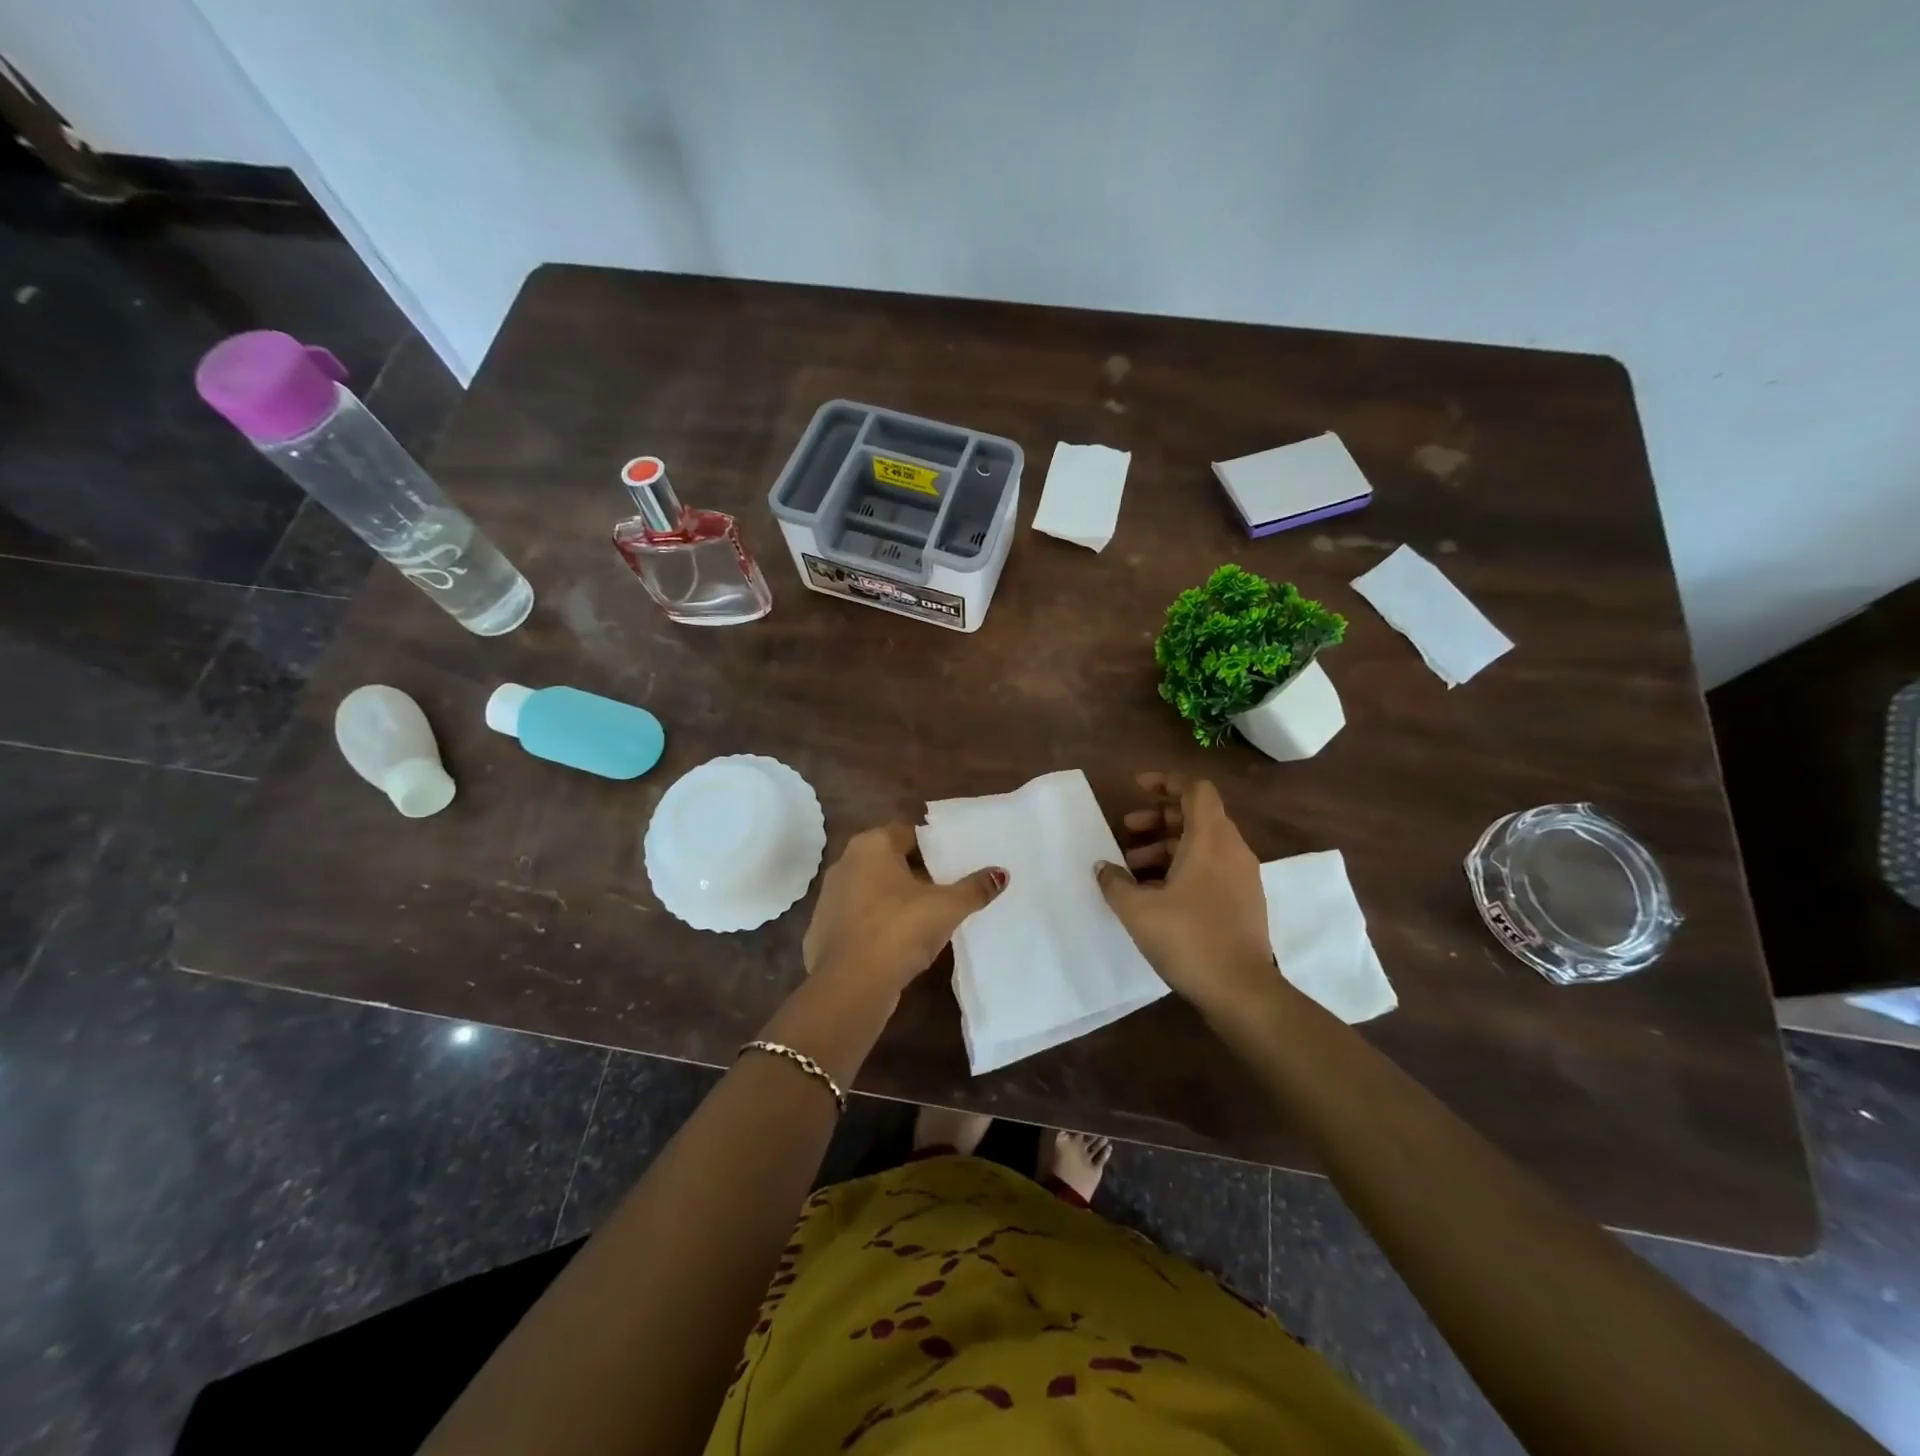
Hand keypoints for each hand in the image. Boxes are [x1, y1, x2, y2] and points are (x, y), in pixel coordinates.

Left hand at [803, 822, 1005, 1000]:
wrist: (851, 984)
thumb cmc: (900, 930)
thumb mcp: (947, 907)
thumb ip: (975, 888)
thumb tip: (1001, 873)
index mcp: (871, 845)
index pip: (908, 833)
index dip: (933, 847)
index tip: (954, 864)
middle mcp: (845, 863)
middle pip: (889, 860)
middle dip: (916, 873)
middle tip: (945, 889)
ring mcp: (829, 897)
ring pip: (872, 889)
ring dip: (895, 899)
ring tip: (926, 918)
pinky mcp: (822, 929)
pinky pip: (859, 918)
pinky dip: (876, 924)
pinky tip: (897, 943)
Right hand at [1096, 773, 1275, 1014]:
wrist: (1241, 991)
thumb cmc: (1189, 938)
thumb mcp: (1138, 909)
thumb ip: (1115, 882)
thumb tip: (1102, 867)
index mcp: (1211, 839)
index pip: (1195, 789)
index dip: (1166, 781)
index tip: (1137, 788)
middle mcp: (1232, 850)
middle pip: (1197, 815)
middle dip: (1159, 817)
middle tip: (1126, 830)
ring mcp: (1242, 877)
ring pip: (1202, 844)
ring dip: (1166, 846)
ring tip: (1132, 868)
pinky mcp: (1243, 902)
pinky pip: (1211, 868)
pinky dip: (1182, 868)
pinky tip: (1155, 894)